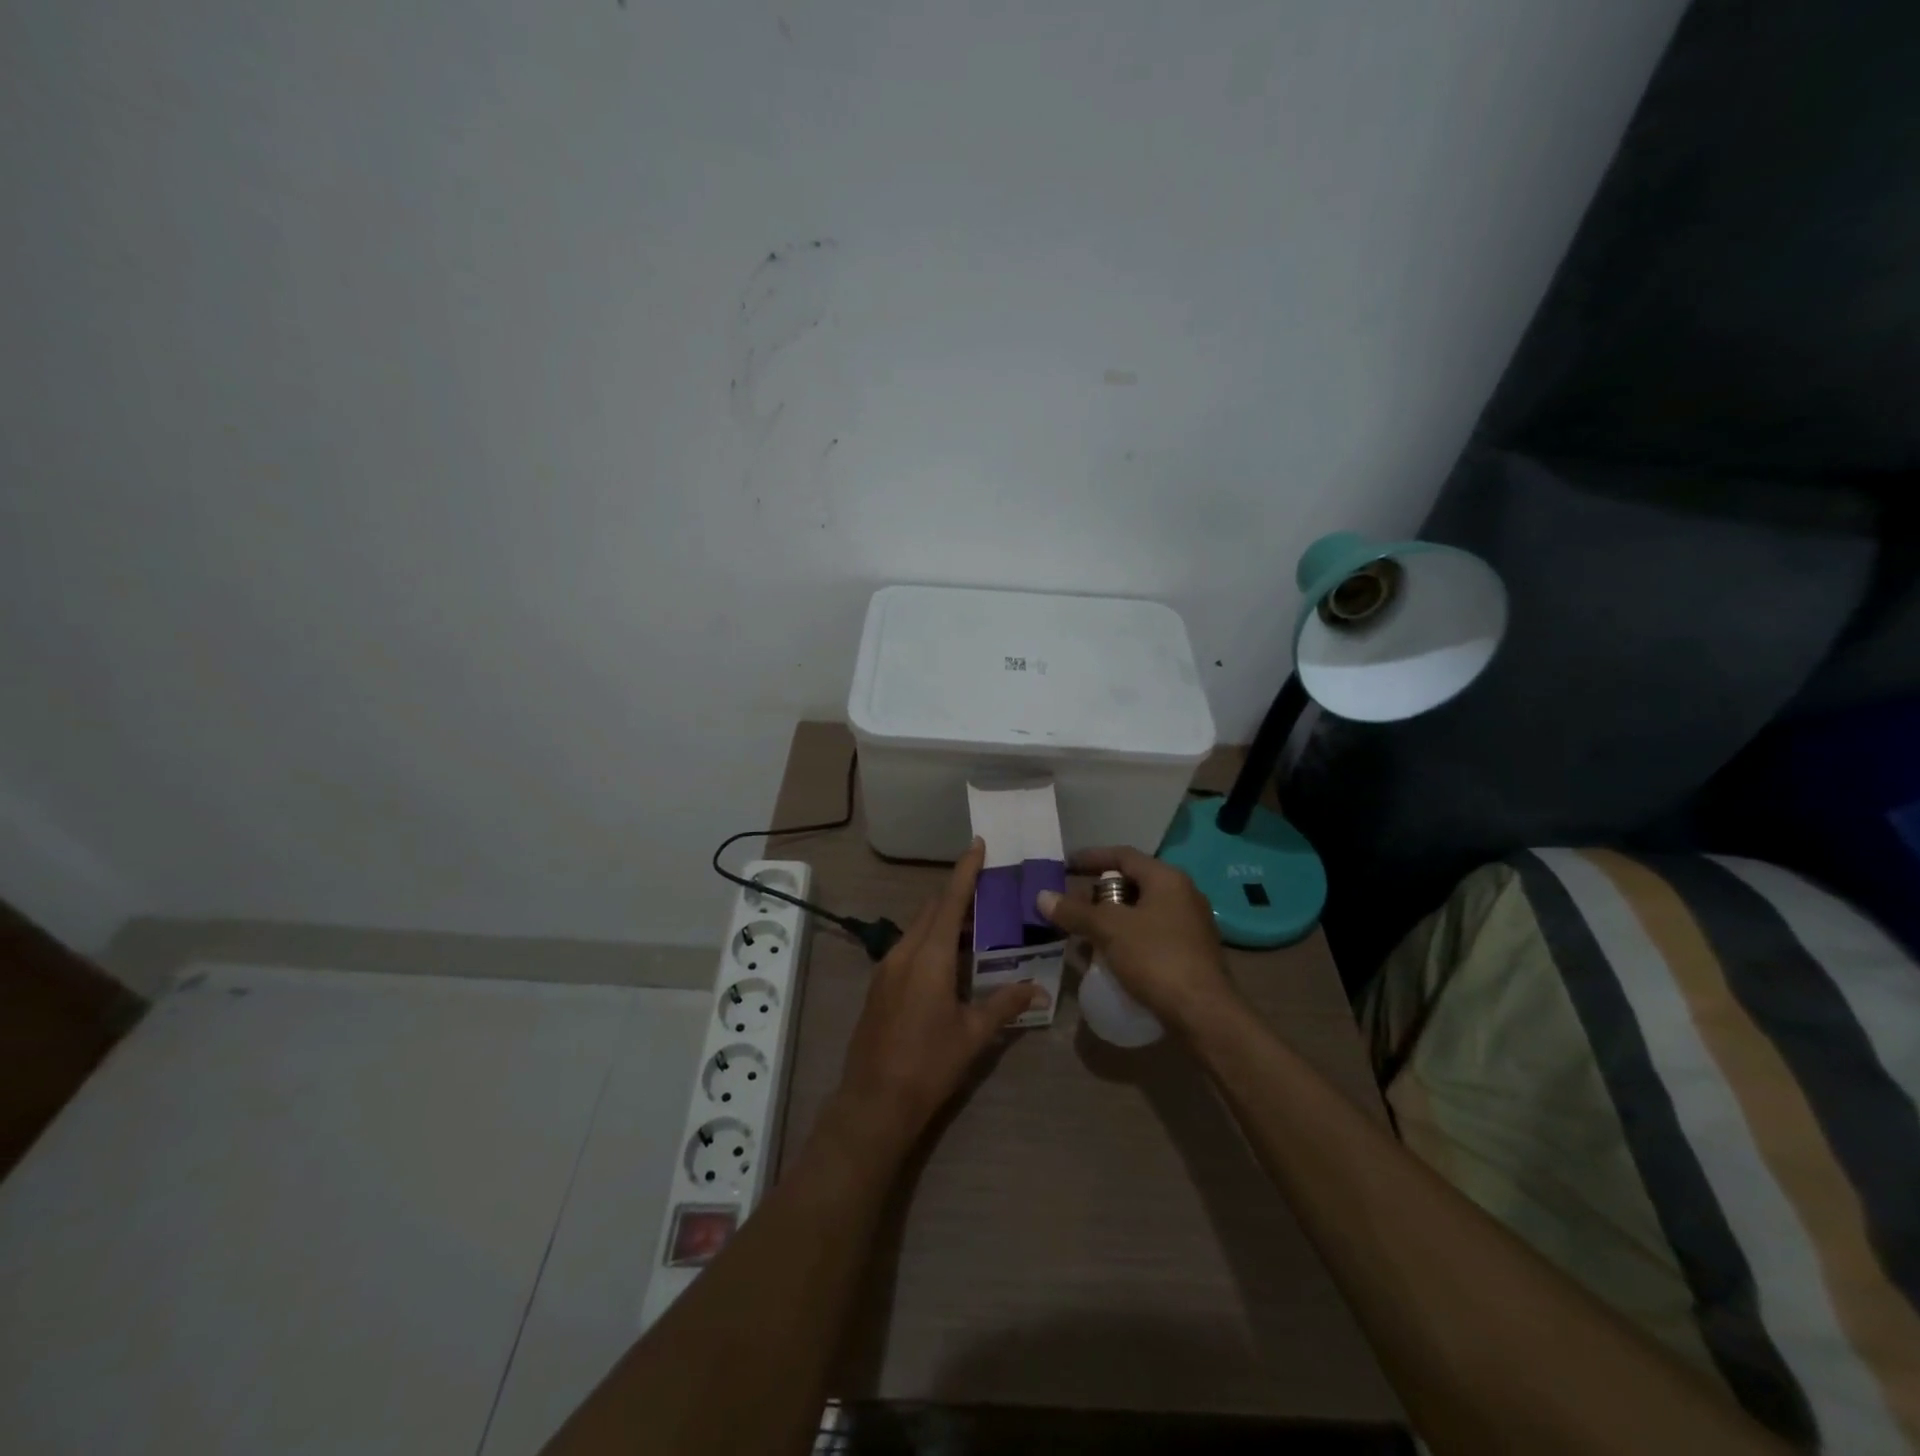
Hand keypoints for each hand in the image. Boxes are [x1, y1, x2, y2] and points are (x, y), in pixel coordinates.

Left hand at [830, 839, 1038, 1156]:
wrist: (874, 1101)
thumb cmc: (929, 1064)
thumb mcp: (973, 1034)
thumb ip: (1005, 1004)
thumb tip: (1037, 989)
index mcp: (929, 956)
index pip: (950, 900)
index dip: (964, 871)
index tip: (977, 844)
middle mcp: (904, 952)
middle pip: (932, 910)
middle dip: (957, 894)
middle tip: (987, 886)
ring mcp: (886, 967)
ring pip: (918, 928)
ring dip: (943, 919)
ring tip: (974, 921)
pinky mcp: (879, 984)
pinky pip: (908, 947)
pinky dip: (930, 940)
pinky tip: (948, 958)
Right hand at [1037, 846, 1237, 1033]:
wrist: (1204, 1015)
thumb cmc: (1157, 959)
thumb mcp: (1109, 930)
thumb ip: (1075, 912)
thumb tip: (1042, 897)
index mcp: (1167, 879)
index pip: (1123, 855)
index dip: (1091, 858)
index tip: (1064, 866)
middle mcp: (1182, 895)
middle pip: (1133, 883)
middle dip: (1099, 893)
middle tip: (1072, 905)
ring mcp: (1189, 925)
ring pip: (1141, 912)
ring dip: (1111, 919)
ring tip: (1083, 933)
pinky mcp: (1190, 954)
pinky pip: (1150, 935)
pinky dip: (1126, 939)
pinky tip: (1108, 957)